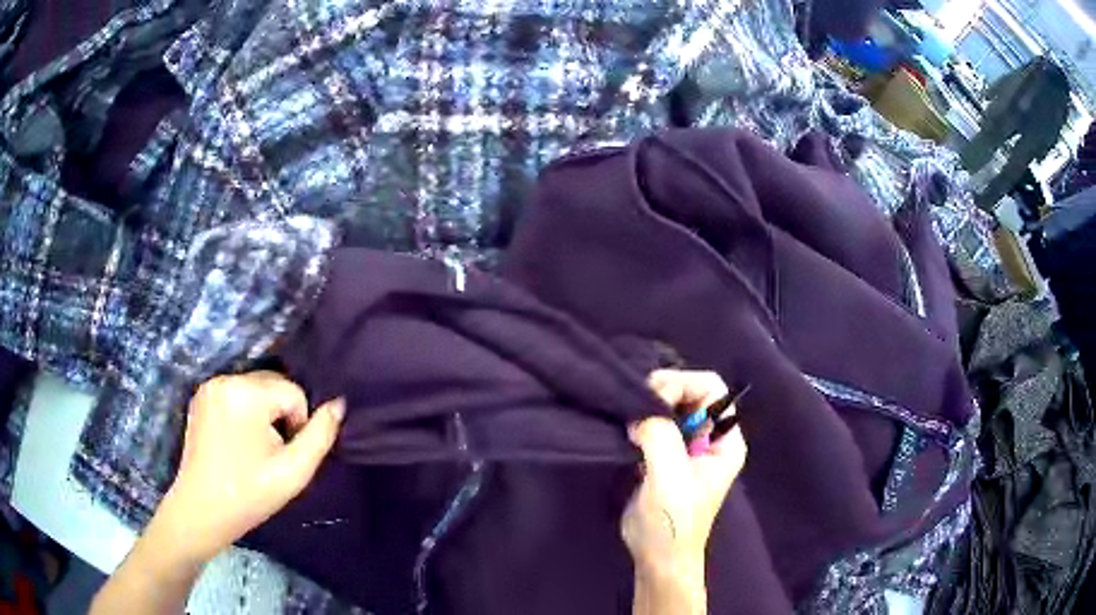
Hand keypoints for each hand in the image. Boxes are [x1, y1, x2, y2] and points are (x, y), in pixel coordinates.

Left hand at [153, 371, 343, 564]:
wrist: (202, 510)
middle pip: (273, 384)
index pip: (293, 392)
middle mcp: (225, 379)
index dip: (297, 425)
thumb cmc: (250, 494)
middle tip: (270, 454)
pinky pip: (237, 393)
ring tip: (254, 448)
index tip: (282, 456)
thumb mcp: (294, 472)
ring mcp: (210, 386)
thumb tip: (338, 404)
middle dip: (280, 414)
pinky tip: (238, 441)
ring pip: (256, 388)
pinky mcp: (201, 396)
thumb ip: (320, 436)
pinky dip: (245, 411)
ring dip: (264, 413)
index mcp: (246, 393)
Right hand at [623, 370, 747, 612]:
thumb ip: (660, 435)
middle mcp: (709, 438)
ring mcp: (686, 447)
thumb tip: (639, 413)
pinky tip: (625, 429)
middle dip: (662, 393)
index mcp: (725, 440)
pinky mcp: (663, 456)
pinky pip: (654, 425)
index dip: (683, 385)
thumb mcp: (670, 476)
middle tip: (635, 407)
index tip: (653, 401)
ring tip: (628, 420)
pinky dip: (639, 421)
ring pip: (670, 407)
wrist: (657, 556)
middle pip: (690, 392)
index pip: (711, 388)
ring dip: (648, 407)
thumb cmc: (673, 520)